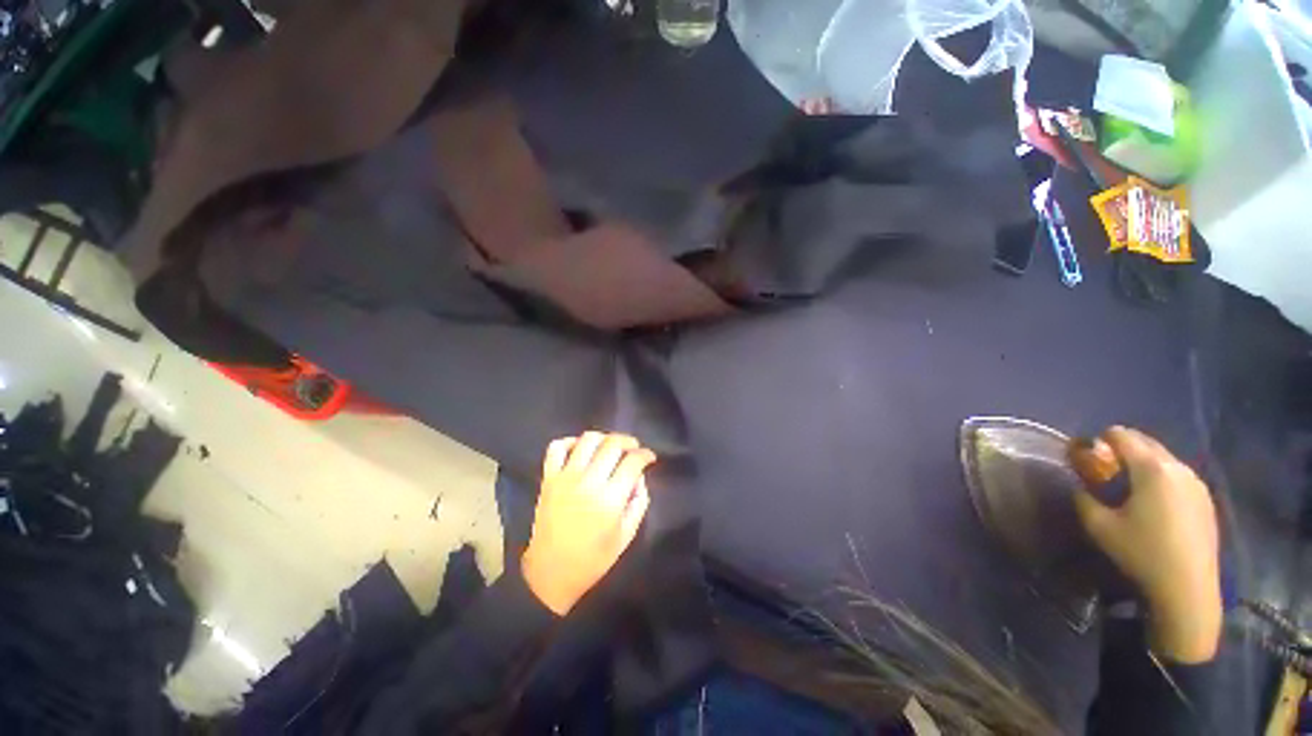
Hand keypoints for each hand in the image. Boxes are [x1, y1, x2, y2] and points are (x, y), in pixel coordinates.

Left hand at [521, 432, 655, 615]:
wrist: (551, 573)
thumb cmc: (593, 559)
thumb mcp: (626, 536)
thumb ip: (638, 502)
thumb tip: (639, 477)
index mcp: (610, 499)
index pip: (633, 462)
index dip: (646, 455)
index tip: (649, 457)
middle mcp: (588, 482)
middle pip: (612, 444)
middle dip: (628, 441)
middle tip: (633, 448)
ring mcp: (566, 477)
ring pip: (588, 440)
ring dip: (604, 437)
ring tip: (610, 446)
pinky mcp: (548, 478)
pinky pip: (557, 447)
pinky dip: (570, 441)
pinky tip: (581, 449)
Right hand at [1073, 426, 1221, 662]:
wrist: (1188, 589)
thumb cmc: (1141, 553)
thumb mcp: (1098, 526)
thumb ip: (1083, 498)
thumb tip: (1080, 486)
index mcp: (1151, 469)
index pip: (1121, 435)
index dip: (1099, 440)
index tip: (1087, 455)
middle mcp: (1177, 467)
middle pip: (1146, 442)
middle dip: (1122, 448)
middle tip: (1104, 468)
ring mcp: (1196, 483)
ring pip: (1163, 458)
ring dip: (1143, 463)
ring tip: (1129, 486)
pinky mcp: (1205, 499)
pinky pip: (1177, 475)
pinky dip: (1160, 478)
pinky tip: (1154, 503)